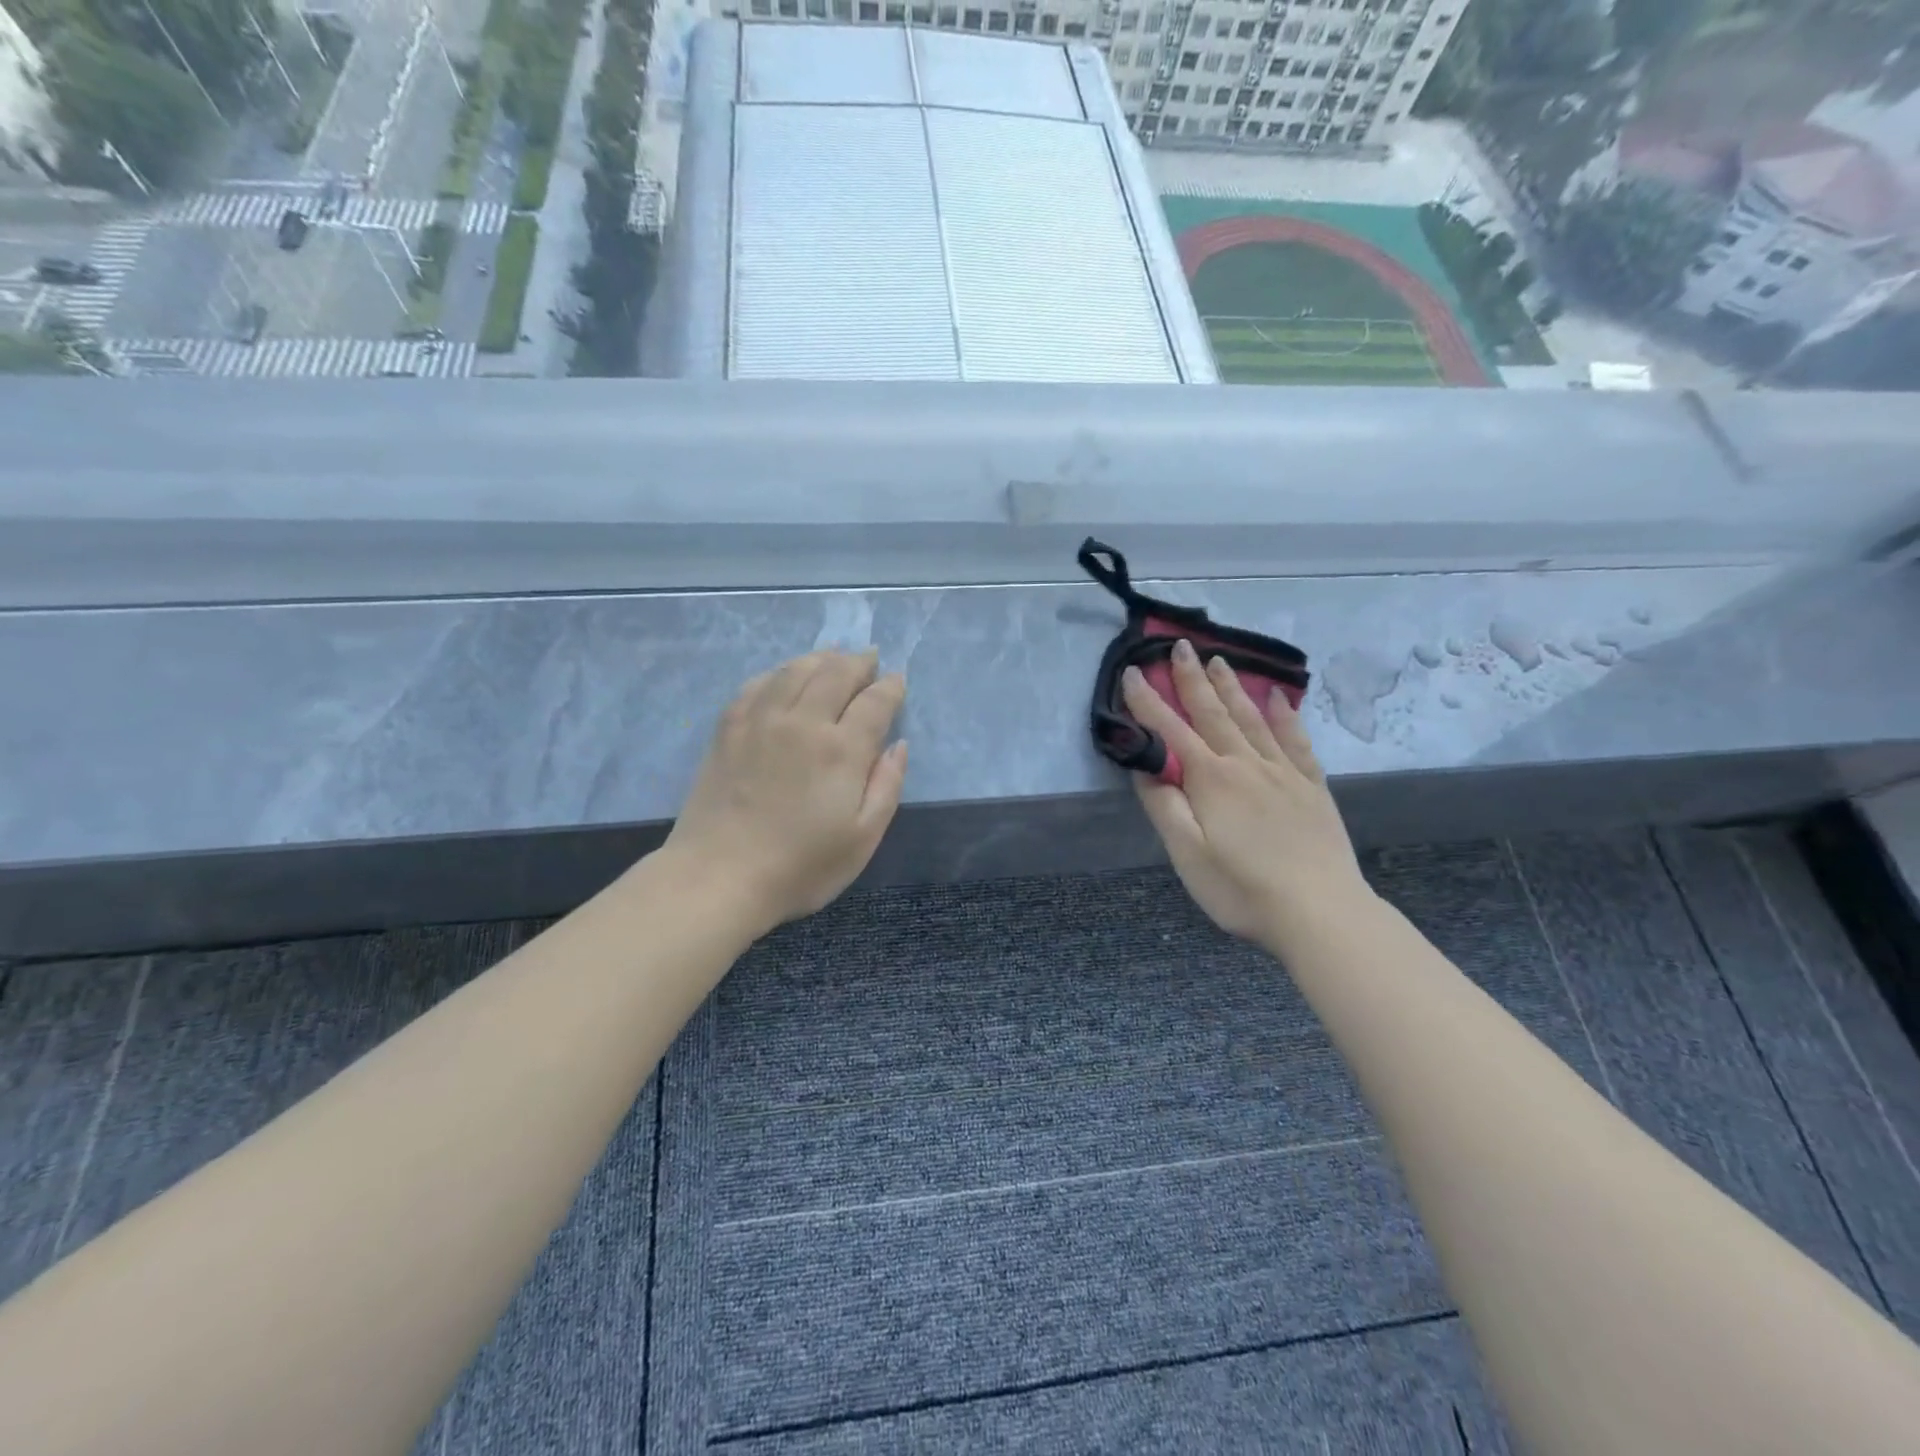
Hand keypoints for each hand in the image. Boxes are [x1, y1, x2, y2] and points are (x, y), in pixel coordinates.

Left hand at [664, 649, 907, 932]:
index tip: (898, 681)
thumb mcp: (863, 838)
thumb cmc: (801, 866)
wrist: (719, 876)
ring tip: (834, 657)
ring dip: (821, 658)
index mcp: (841, 749)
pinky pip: (758, 684)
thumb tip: (898, 744)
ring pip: (796, 670)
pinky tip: (785, 676)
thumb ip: (887, 786)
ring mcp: (761, 720)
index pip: (875, 701)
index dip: (891, 687)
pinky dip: (779, 672)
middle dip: (859, 662)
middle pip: (836, 673)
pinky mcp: (729, 728)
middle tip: (870, 659)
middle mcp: (803, 721)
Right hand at [1123, 639, 1368, 941]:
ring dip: (1233, 689)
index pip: (1171, 731)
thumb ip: (1164, 807)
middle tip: (1182, 645)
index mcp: (1211, 780)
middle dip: (1193, 679)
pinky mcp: (1312, 787)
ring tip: (1220, 662)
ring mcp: (1283, 773)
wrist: (1321, 912)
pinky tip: (1280, 700)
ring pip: (1252, 720)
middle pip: (1214, 713)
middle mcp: (1246, 765)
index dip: (1149, 701)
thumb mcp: (1187, 855)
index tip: (1134, 672)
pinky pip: (1296, 741)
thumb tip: (1145, 768)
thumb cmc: (1242, 889)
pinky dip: (1286, 717)